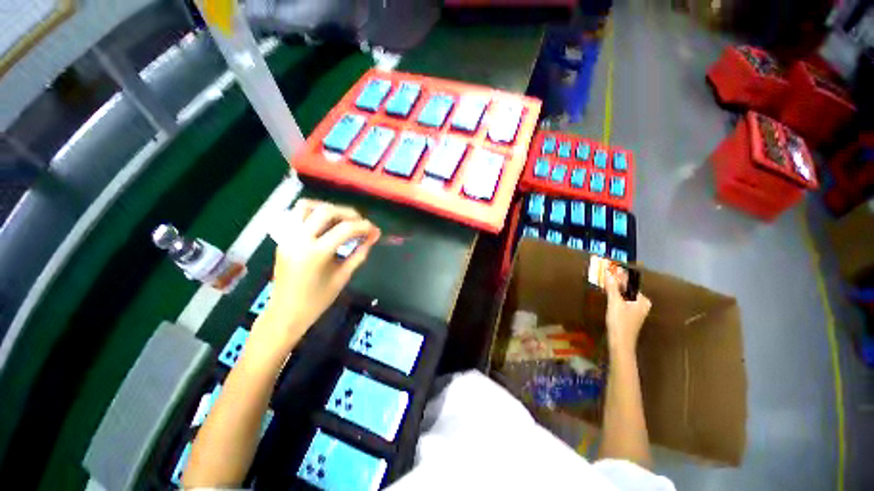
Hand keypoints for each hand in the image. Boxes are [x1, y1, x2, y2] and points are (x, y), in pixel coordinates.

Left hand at [256, 199, 379, 346]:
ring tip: (342, 218)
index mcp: (316, 253)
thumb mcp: (343, 276)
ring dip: (328, 208)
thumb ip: (359, 254)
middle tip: (361, 223)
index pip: (345, 229)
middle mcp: (299, 239)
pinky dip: (314, 211)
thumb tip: (373, 237)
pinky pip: (297, 214)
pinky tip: (326, 222)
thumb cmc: (317, 300)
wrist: (285, 312)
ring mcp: (288, 236)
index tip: (375, 230)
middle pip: (327, 211)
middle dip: (349, 214)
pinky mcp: (283, 238)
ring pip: (307, 206)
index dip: (364, 227)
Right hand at [605, 272, 650, 353]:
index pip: (630, 283)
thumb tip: (609, 273)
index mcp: (642, 300)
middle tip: (606, 273)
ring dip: (615, 288)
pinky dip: (616, 295)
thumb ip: (612, 287)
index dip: (620, 275)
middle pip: (628, 289)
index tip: (611, 267)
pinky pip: (623, 300)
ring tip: (606, 281)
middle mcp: (642, 304)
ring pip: (625, 295)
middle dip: (618, 281)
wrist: (620, 343)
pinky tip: (608, 293)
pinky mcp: (630, 315)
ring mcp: (637, 310)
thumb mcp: (615, 303)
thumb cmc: (620, 322)